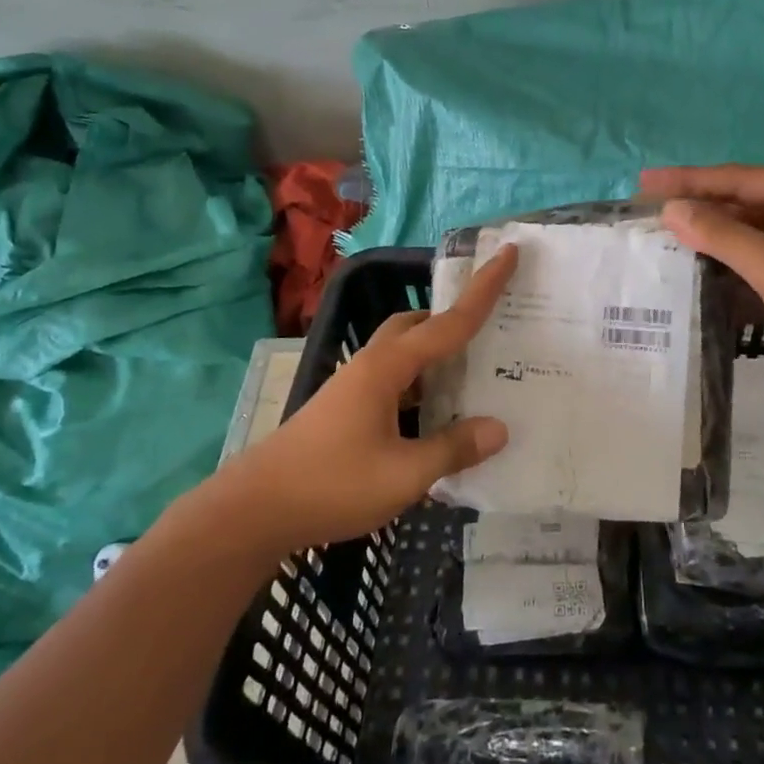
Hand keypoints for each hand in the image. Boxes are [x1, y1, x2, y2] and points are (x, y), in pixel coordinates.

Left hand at [212, 247, 517, 557]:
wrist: (255, 510)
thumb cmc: (332, 484)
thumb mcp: (404, 474)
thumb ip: (453, 448)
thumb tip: (499, 428)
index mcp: (388, 367)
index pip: (448, 321)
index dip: (483, 289)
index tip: (509, 253)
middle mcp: (371, 366)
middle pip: (418, 327)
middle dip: (453, 320)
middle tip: (491, 332)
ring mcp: (355, 387)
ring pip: (405, 356)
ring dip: (436, 359)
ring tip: (473, 379)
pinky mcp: (346, 410)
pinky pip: (395, 384)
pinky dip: (421, 389)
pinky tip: (437, 420)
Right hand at [641, 165, 763, 393]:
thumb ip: (723, 237)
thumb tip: (672, 210)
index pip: (735, 179)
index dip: (687, 181)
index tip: (644, 185)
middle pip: (740, 201)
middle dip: (696, 206)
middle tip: (648, 210)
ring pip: (747, 229)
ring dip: (711, 233)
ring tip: (665, 236)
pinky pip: (758, 254)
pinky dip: (730, 258)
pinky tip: (701, 265)